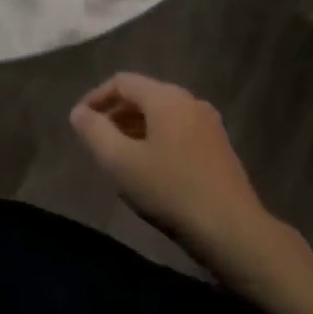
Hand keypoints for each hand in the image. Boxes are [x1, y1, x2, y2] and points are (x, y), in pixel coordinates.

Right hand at [70, 73, 271, 262]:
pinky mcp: (219, 147)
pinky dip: (157, 139)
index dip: (96, 97)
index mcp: (166, 97)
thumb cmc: (171, 191)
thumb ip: (95, 132)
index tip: (80, 121)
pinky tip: (151, 168)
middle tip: (97, 140)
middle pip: (144, 95)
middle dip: (116, 114)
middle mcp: (190, 100)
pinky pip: (179, 130)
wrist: (233, 231)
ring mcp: (209, 123)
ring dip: (136, 128)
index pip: (122, 81)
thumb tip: (79, 112)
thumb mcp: (121, 162)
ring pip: (162, 114)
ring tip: (119, 155)